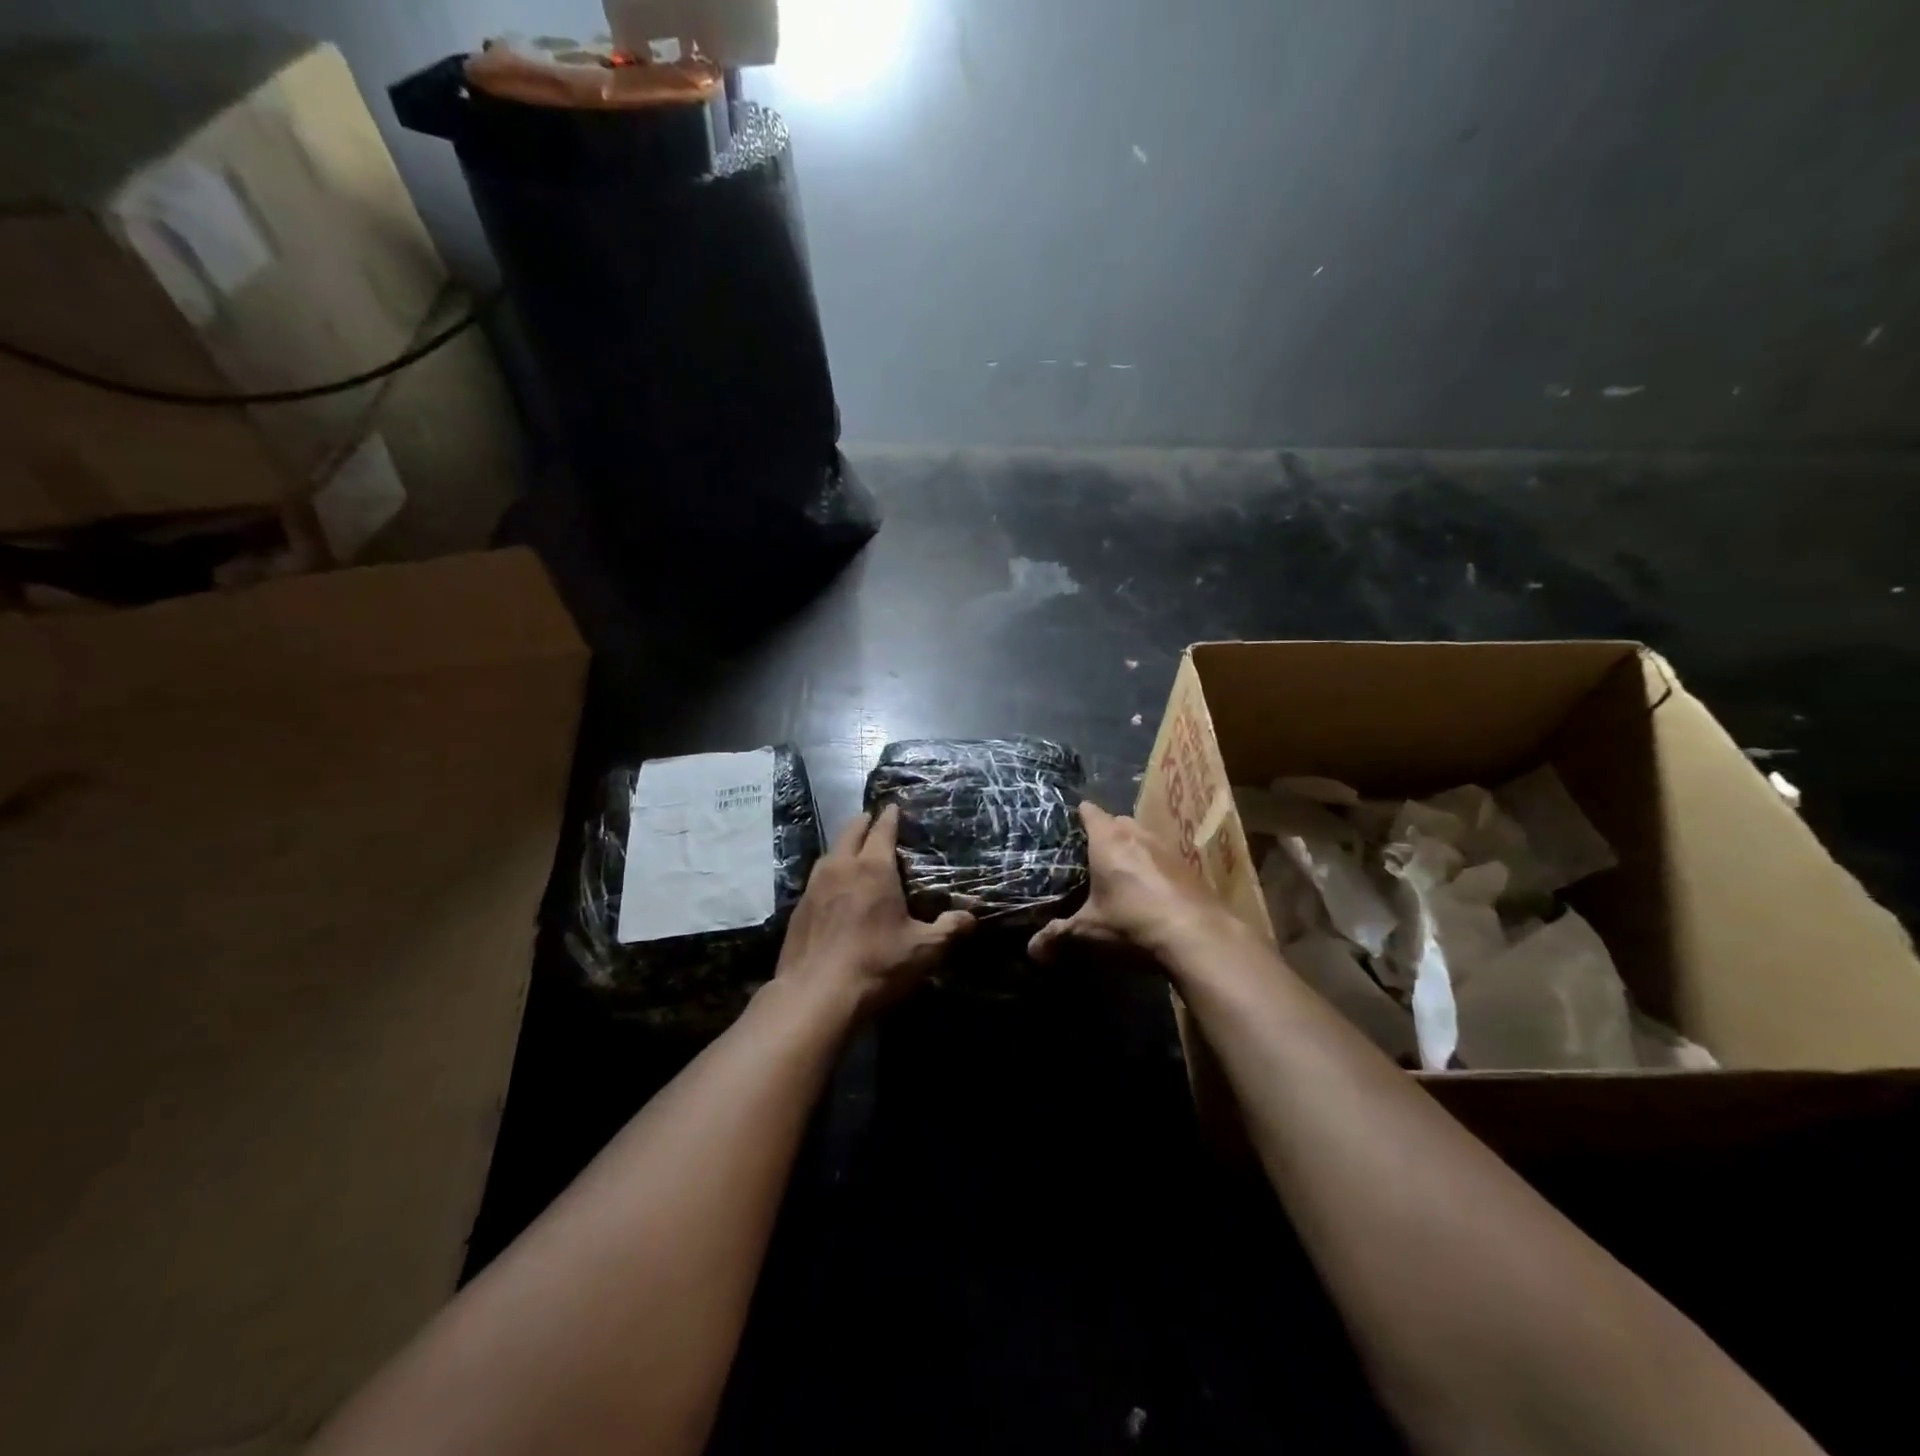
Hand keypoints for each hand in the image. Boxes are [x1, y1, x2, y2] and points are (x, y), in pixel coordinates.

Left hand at [775, 804, 973, 1014]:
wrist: (814, 996)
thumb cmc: (876, 965)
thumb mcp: (923, 950)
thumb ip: (949, 929)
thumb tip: (971, 917)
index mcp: (873, 868)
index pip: (882, 830)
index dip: (890, 817)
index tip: (894, 807)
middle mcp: (841, 867)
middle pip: (850, 831)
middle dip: (864, 822)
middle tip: (873, 820)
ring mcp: (814, 886)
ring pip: (830, 853)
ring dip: (843, 846)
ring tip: (853, 850)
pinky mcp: (798, 908)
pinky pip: (816, 878)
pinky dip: (829, 872)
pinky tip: (833, 888)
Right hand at [1028, 802, 1233, 963]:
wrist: (1199, 936)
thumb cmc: (1133, 923)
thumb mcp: (1089, 932)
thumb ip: (1058, 937)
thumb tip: (1031, 951)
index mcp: (1107, 840)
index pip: (1089, 811)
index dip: (1077, 816)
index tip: (1067, 828)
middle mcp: (1137, 834)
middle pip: (1117, 820)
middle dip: (1105, 833)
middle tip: (1090, 856)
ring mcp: (1167, 847)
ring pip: (1143, 836)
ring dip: (1133, 848)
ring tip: (1122, 873)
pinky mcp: (1189, 866)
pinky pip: (1164, 856)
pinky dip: (1155, 866)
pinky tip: (1152, 891)